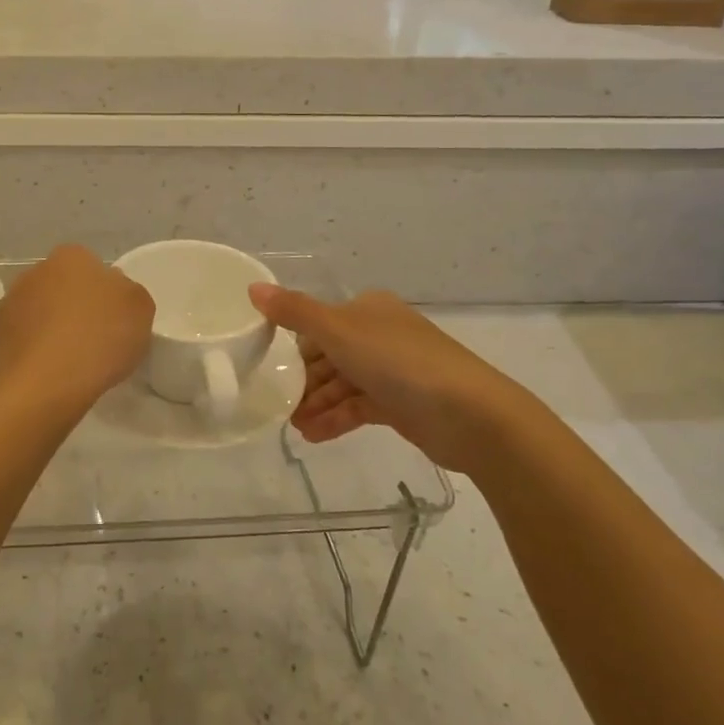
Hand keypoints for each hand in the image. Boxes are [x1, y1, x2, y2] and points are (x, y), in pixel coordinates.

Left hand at [0, 245, 153, 416]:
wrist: (43, 386)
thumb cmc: (99, 338)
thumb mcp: (141, 308)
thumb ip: (128, 293)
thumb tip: (113, 293)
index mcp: (71, 256)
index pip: (92, 267)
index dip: (105, 294)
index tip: (115, 321)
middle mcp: (34, 271)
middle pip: (61, 288)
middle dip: (74, 308)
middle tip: (95, 340)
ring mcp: (8, 304)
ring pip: (37, 313)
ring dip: (50, 330)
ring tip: (69, 363)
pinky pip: (21, 341)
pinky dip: (32, 353)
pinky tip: (47, 375)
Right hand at [248, 284, 538, 481]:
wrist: (470, 415)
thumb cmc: (399, 362)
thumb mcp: (338, 331)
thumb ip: (294, 312)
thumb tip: (253, 288)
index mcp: (368, 309)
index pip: (319, 324)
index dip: (294, 347)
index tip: (270, 370)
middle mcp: (380, 334)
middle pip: (329, 356)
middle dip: (303, 381)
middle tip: (278, 405)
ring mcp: (394, 370)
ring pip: (343, 384)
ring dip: (317, 404)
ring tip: (294, 428)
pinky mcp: (402, 404)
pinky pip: (359, 407)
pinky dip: (336, 418)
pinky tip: (314, 436)